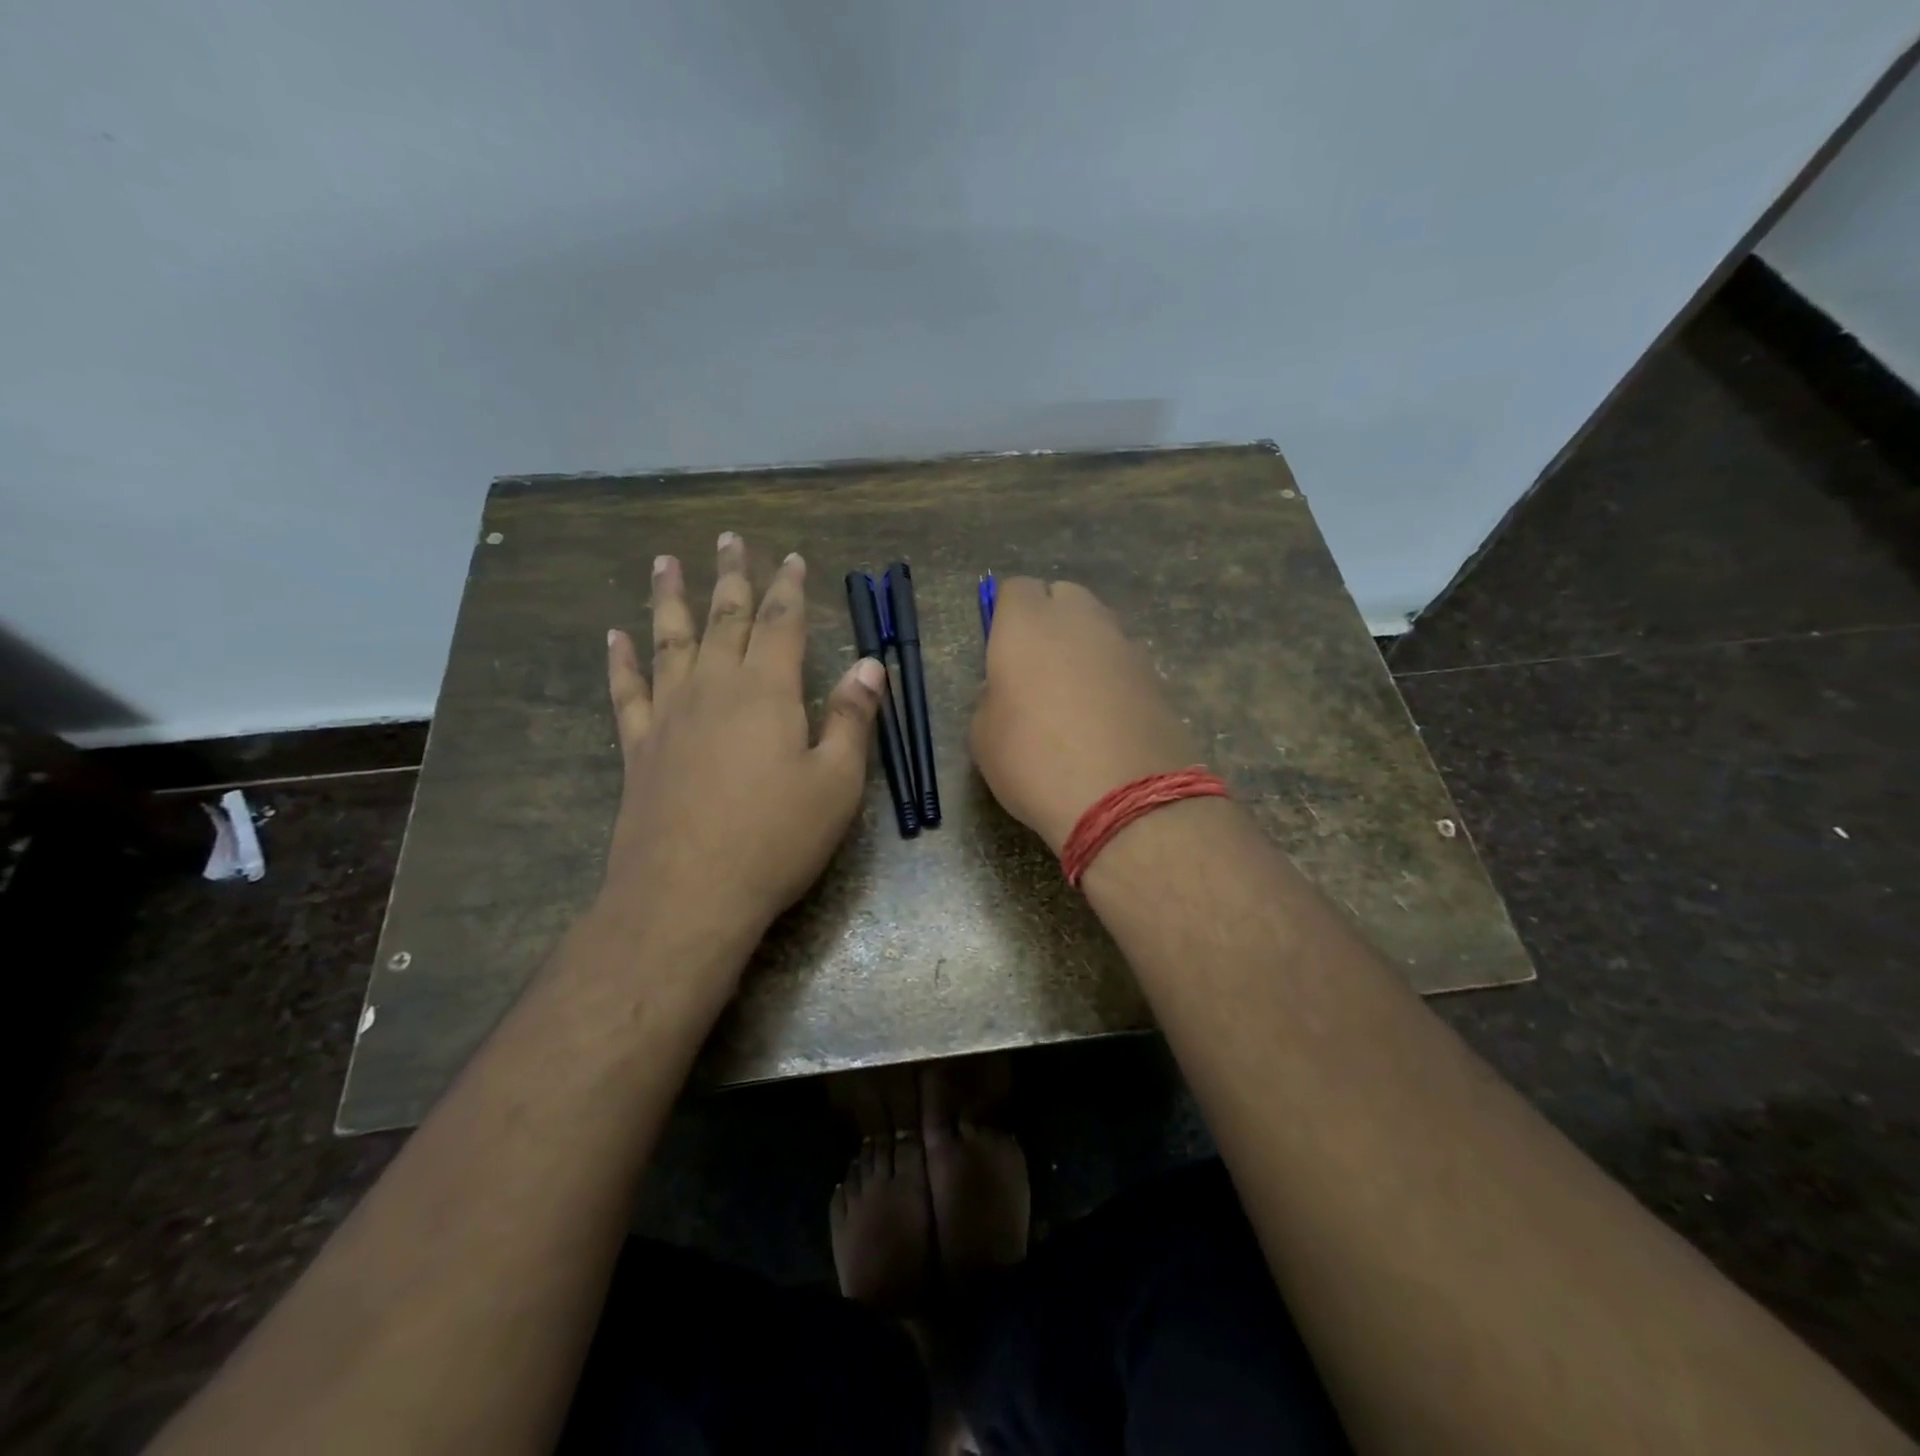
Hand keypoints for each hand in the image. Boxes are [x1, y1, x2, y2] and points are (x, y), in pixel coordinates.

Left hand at [601, 533, 884, 958]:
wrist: (688, 894)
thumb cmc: (776, 838)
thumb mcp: (836, 783)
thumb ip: (851, 718)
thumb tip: (870, 664)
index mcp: (767, 691)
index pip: (781, 623)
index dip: (788, 587)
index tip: (790, 557)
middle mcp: (714, 688)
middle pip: (724, 618)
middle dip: (731, 577)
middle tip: (728, 539)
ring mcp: (670, 715)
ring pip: (670, 641)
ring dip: (669, 599)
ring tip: (665, 562)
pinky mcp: (639, 747)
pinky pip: (628, 691)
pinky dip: (622, 661)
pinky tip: (615, 636)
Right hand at [968, 578, 1197, 852]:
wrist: (1123, 798)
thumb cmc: (1033, 760)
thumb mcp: (983, 735)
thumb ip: (993, 696)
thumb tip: (1011, 690)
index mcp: (1027, 624)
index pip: (1016, 589)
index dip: (1006, 616)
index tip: (1001, 652)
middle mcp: (1080, 620)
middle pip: (1063, 597)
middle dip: (1049, 620)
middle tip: (1036, 669)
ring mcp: (1124, 645)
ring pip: (1098, 628)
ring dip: (1083, 649)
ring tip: (1072, 700)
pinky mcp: (1156, 676)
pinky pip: (1123, 662)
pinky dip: (1111, 678)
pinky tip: (1104, 720)